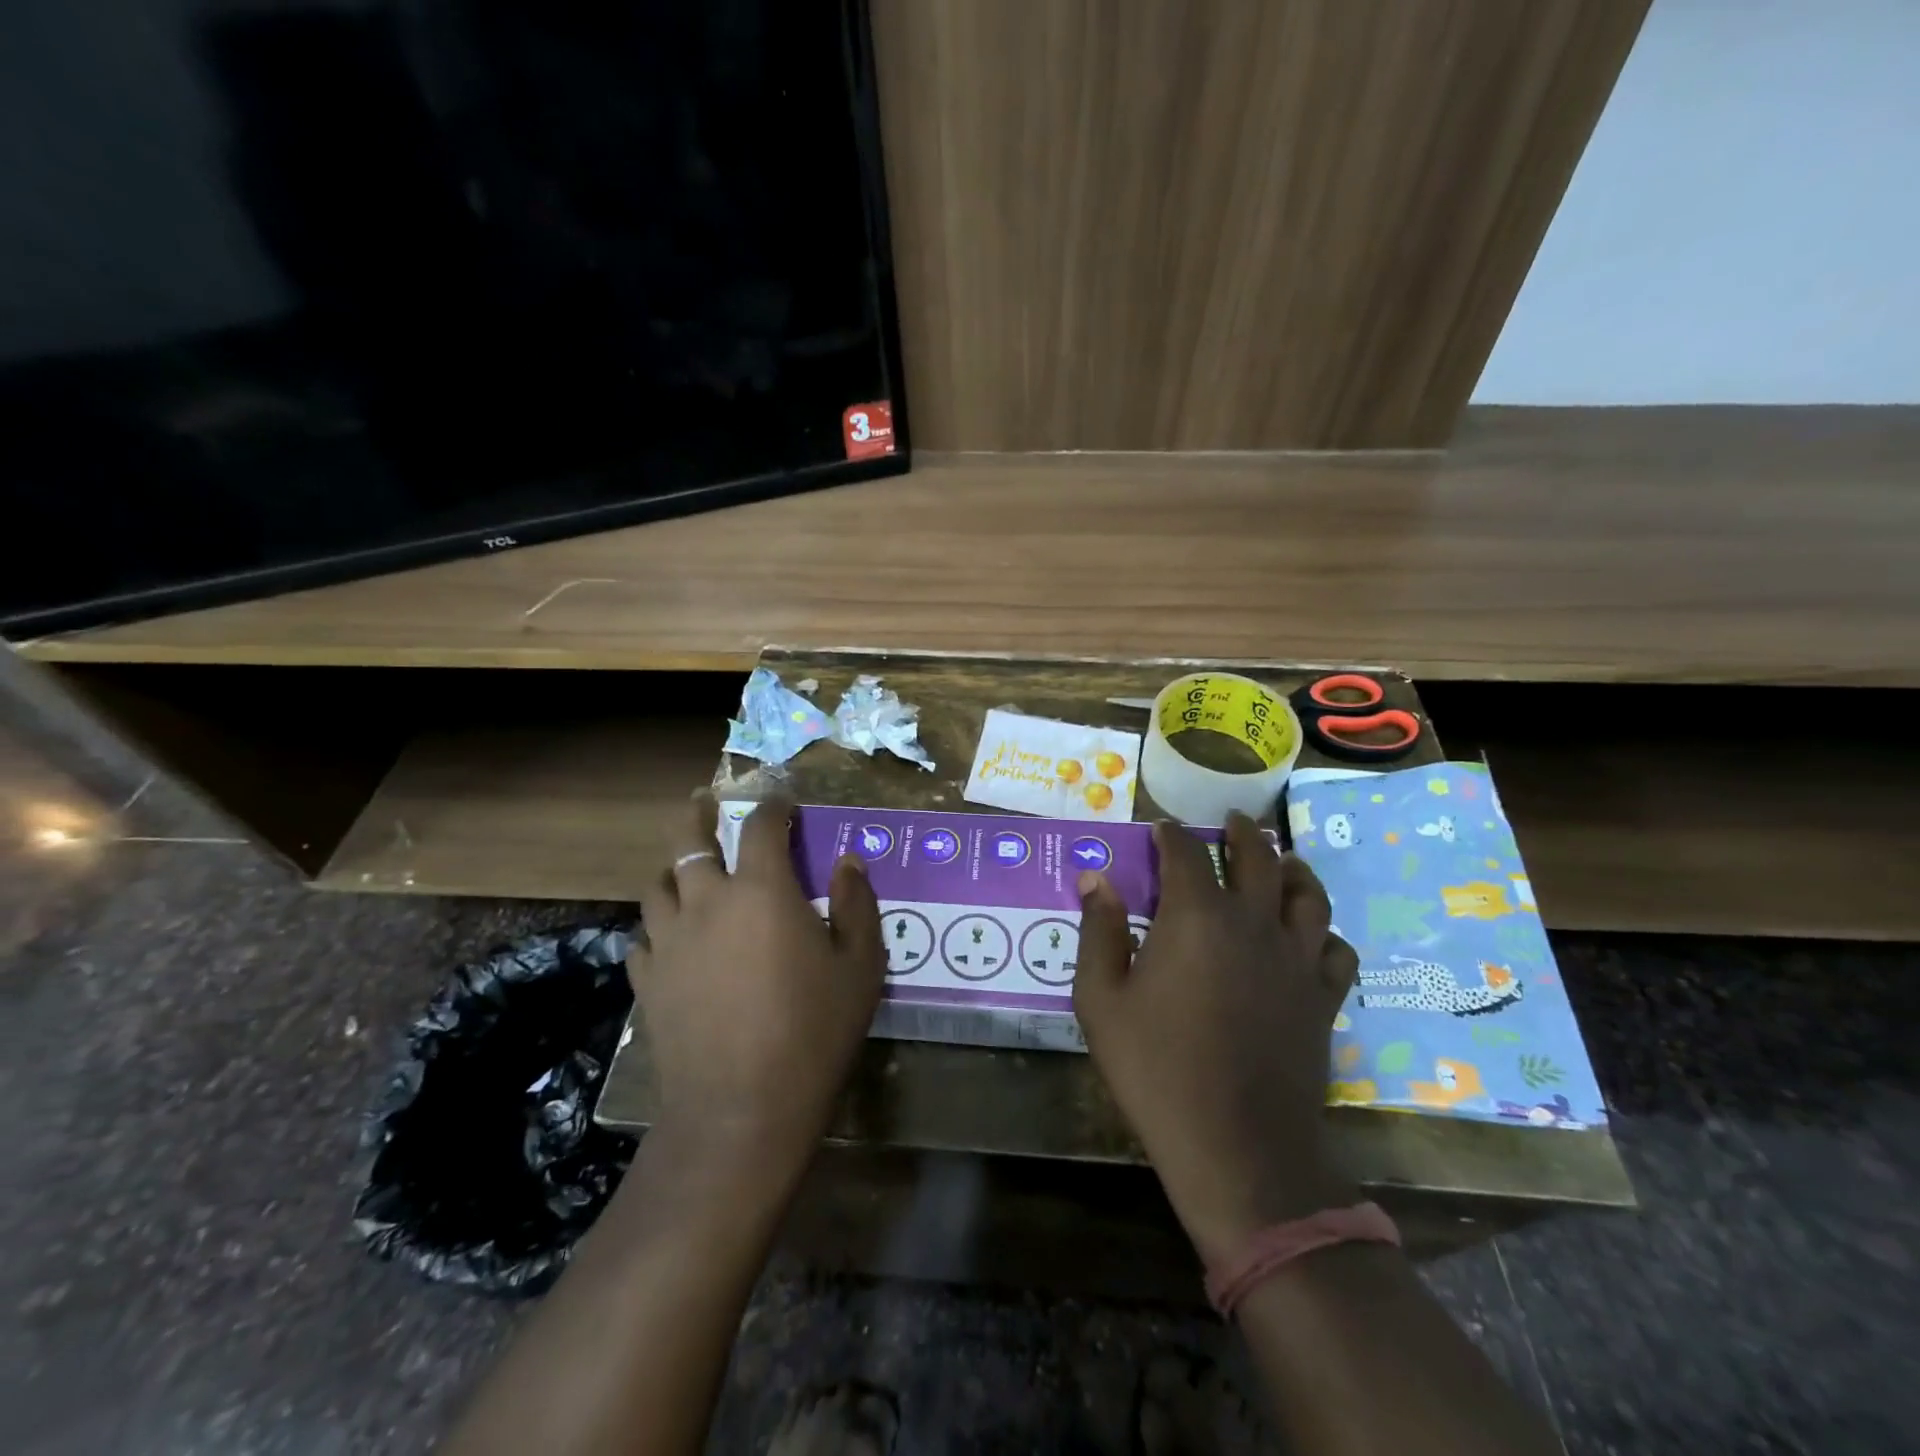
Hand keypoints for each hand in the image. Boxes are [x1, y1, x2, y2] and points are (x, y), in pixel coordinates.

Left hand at [629, 793, 883, 1164]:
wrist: (741, 1109)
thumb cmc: (814, 1031)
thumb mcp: (860, 966)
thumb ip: (857, 905)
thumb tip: (849, 862)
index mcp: (762, 890)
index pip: (762, 827)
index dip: (773, 806)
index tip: (783, 802)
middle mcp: (708, 901)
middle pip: (689, 841)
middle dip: (697, 814)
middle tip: (702, 801)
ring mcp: (669, 941)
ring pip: (657, 885)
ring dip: (673, 868)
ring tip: (684, 868)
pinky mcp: (647, 981)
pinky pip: (644, 936)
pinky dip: (658, 926)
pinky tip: (670, 938)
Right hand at [1074, 815, 1360, 1263]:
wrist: (1237, 1145)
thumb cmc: (1157, 1069)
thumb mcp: (1102, 1000)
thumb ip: (1099, 932)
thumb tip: (1096, 879)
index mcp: (1197, 917)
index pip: (1186, 855)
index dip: (1171, 836)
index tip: (1161, 829)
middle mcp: (1253, 923)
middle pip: (1257, 859)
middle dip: (1241, 834)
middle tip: (1232, 821)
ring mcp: (1296, 959)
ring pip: (1308, 894)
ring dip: (1293, 868)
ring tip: (1284, 859)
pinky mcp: (1323, 997)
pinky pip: (1336, 948)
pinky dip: (1324, 931)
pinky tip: (1312, 934)